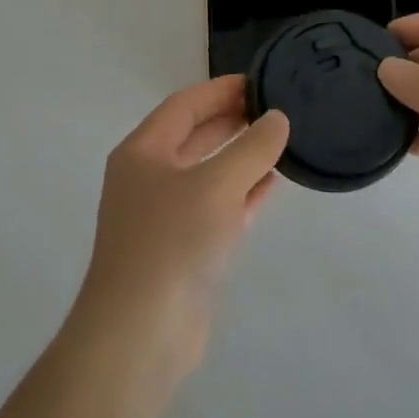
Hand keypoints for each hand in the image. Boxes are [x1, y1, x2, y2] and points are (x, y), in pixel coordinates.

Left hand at [70, 76, 289, 382]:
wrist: (139, 336)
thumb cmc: (172, 243)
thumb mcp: (217, 185)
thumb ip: (252, 148)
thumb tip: (276, 118)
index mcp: (143, 151)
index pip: (185, 105)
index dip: (221, 90)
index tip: (259, 80)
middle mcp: (148, 177)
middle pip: (194, 136)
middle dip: (232, 120)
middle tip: (274, 107)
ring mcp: (163, 216)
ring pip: (207, 173)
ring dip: (240, 157)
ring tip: (279, 140)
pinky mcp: (182, 250)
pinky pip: (216, 208)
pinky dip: (242, 193)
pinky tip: (271, 184)